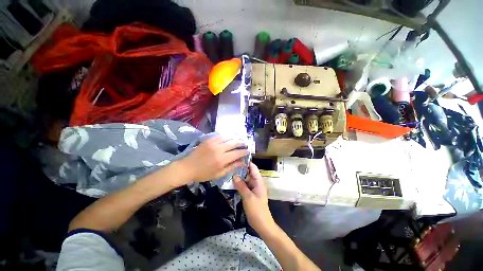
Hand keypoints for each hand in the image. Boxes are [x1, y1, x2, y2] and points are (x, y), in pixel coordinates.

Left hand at [178, 136, 247, 182]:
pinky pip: (220, 136)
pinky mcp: (208, 139)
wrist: (188, 167)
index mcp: (222, 159)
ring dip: (235, 139)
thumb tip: (242, 163)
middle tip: (245, 144)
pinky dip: (226, 137)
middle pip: (234, 143)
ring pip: (228, 138)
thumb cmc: (204, 173)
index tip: (248, 151)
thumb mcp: (219, 174)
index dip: (244, 151)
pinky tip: (228, 138)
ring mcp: (213, 143)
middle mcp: (219, 149)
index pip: (237, 153)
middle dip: (241, 143)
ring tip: (238, 140)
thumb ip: (232, 167)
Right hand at [234, 163, 275, 234]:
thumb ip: (241, 186)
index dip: (247, 162)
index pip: (253, 168)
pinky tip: (232, 182)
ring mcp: (253, 188)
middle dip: (241, 169)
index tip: (238, 157)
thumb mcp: (248, 197)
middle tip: (230, 165)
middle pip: (248, 173)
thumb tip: (234, 175)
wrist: (262, 224)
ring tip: (229, 171)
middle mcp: (256, 183)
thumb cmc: (257, 210)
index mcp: (259, 181)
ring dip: (239, 176)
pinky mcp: (250, 193)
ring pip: (246, 179)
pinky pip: (244, 186)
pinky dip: (239, 183)